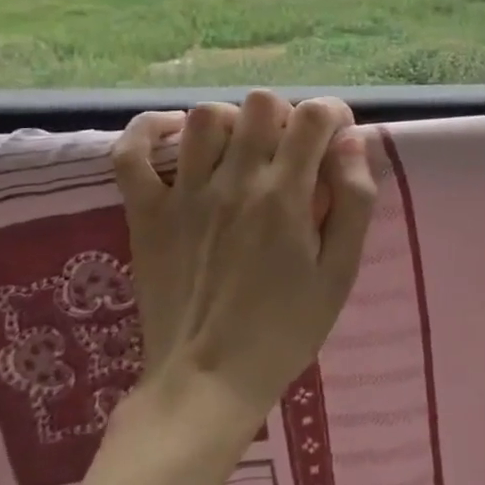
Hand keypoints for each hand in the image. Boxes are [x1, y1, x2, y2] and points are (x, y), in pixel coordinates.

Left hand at [111, 91, 377, 422]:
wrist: (207, 382)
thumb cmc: (285, 330)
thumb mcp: (340, 273)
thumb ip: (354, 202)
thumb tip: (352, 143)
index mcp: (285, 197)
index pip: (312, 116)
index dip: (333, 114)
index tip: (337, 139)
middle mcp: (234, 182)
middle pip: (260, 103)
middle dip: (286, 116)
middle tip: (292, 151)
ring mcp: (183, 195)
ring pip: (203, 116)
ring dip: (232, 121)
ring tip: (242, 150)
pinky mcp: (145, 213)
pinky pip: (131, 152)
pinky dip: (148, 132)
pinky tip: (173, 137)